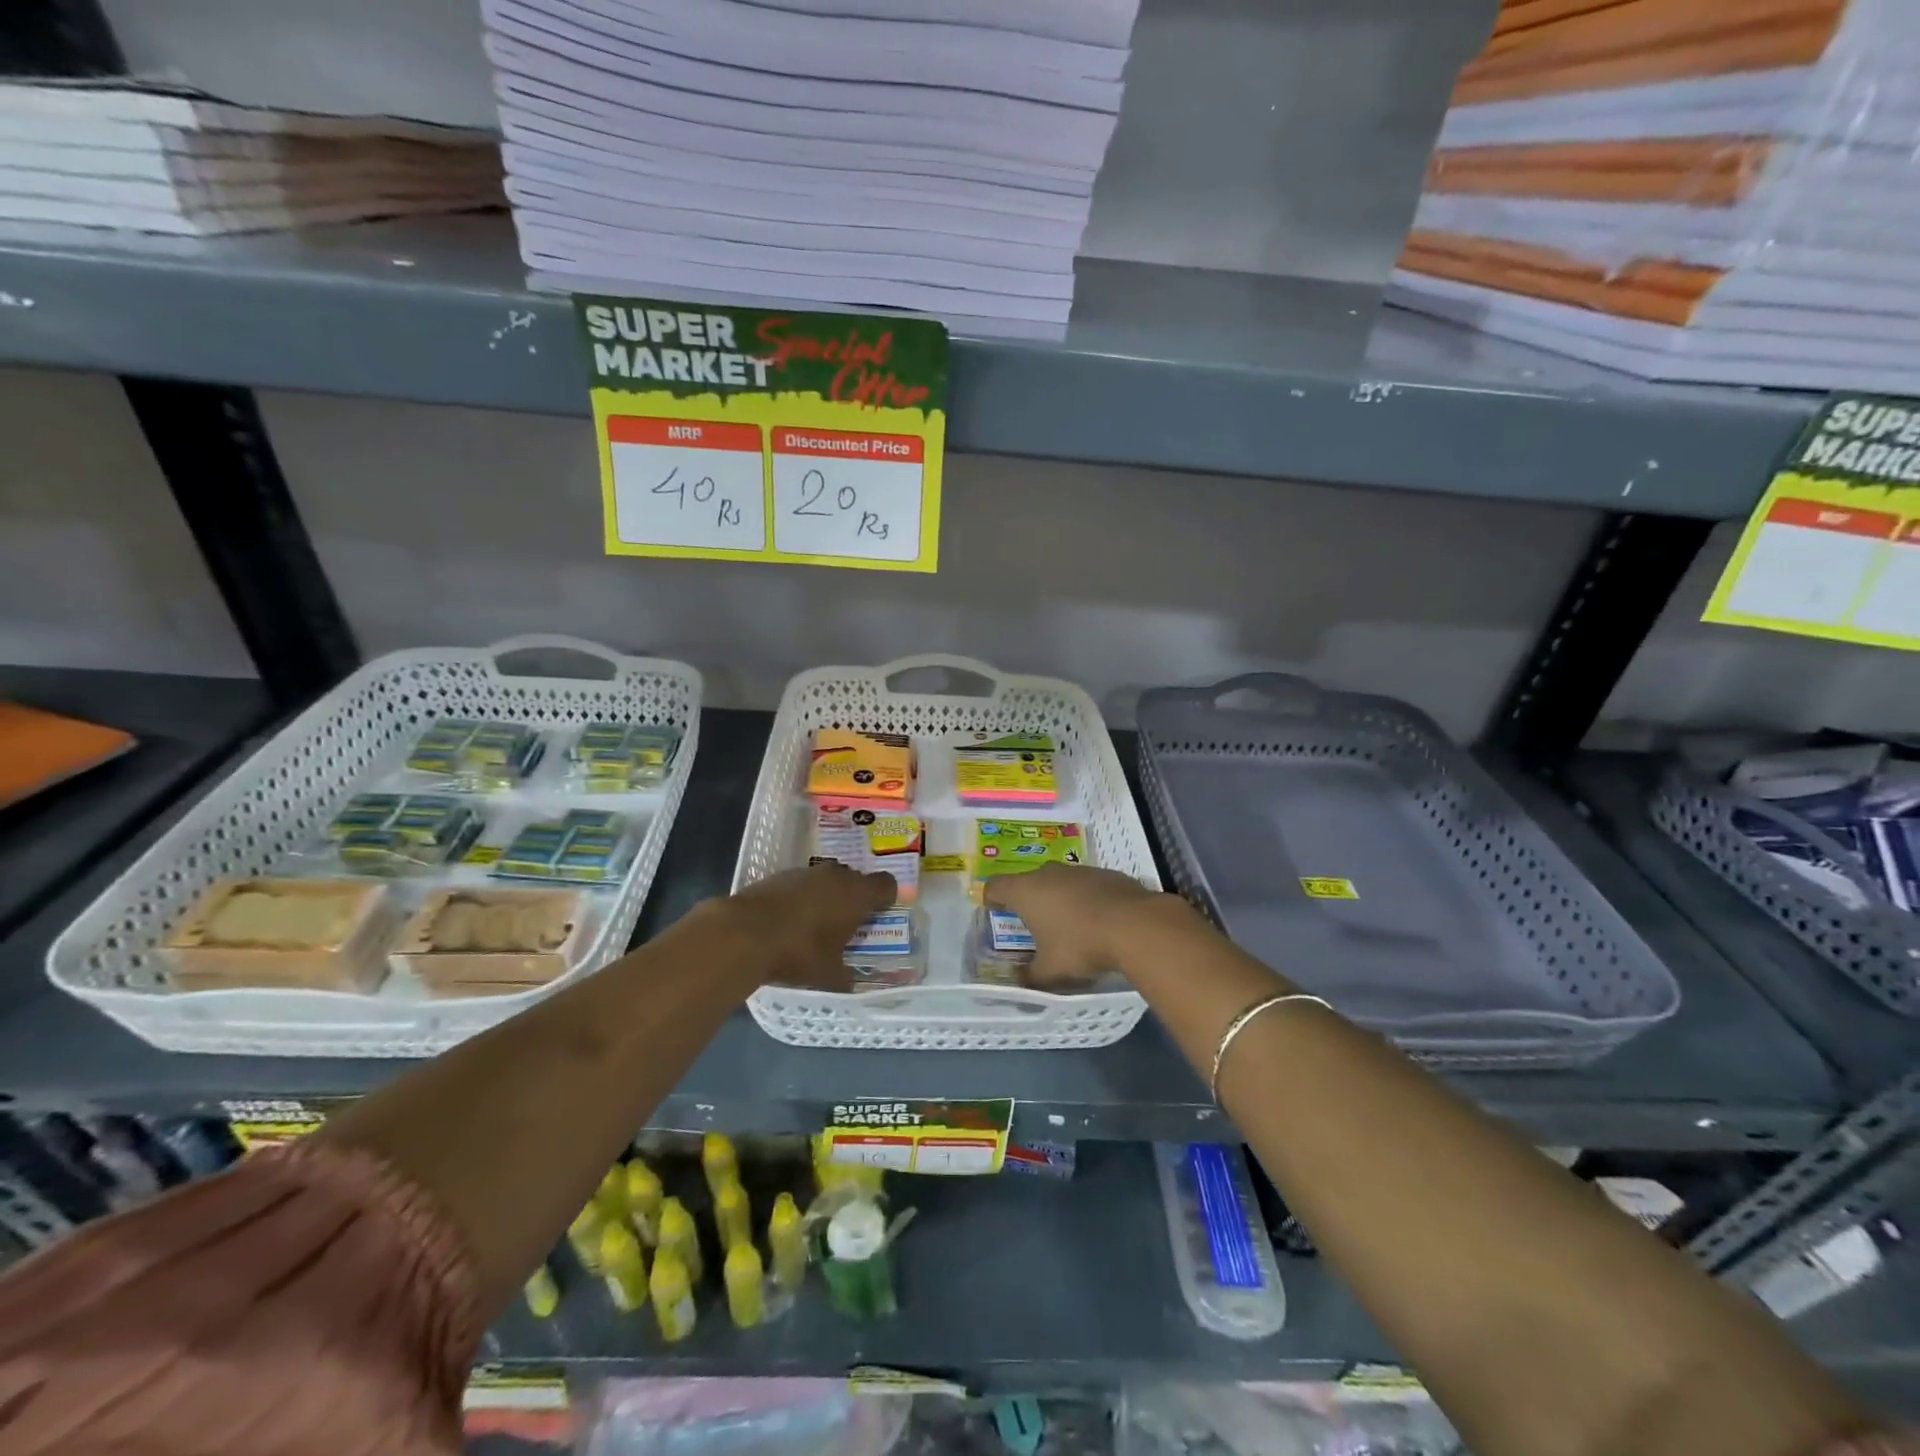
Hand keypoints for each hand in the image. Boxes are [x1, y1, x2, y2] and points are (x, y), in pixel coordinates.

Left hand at [722, 862, 896, 990]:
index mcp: (857, 894)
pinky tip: (789, 921)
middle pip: (855, 879)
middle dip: (854, 898)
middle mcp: (835, 876)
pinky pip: (801, 884)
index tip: (878, 915)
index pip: (886, 885)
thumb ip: (845, 976)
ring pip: (826, 880)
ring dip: (826, 896)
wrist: (744, 933)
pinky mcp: (779, 875)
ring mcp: (805, 872)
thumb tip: (850, 982)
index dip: (886, 899)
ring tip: (815, 924)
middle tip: (847, 924)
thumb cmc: (799, 952)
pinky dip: (801, 898)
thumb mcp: (829, 975)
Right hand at [985, 863, 1172, 986]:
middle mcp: (1048, 873)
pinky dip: (1083, 899)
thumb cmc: (1080, 945)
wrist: (1134, 925)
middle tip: (1032, 925)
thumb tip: (1018, 984)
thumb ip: (1029, 977)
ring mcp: (1078, 870)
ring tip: (1067, 925)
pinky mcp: (1104, 873)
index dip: (991, 900)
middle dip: (1027, 901)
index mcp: (1025, 891)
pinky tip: (1096, 920)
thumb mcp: (1050, 971)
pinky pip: (1084, 885)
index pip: (995, 886)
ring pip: (1058, 881)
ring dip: (1057, 898)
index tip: (994, 913)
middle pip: (1027, 882)